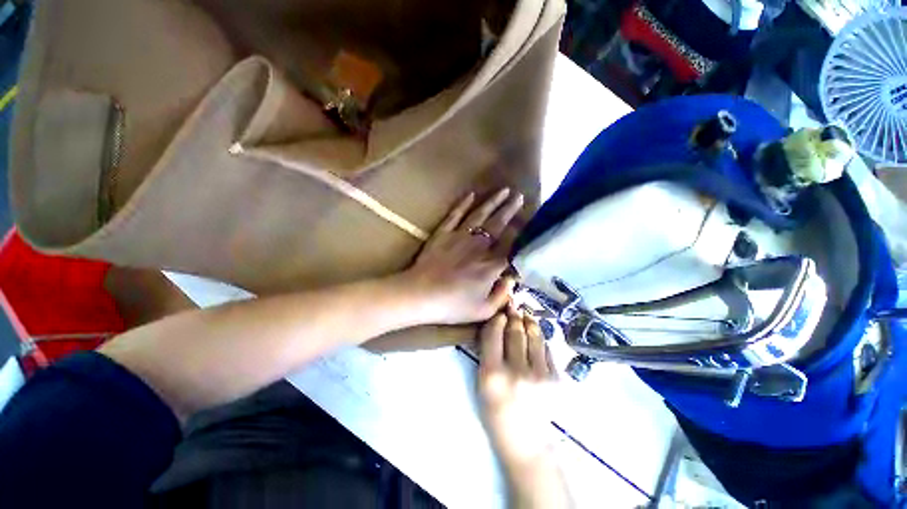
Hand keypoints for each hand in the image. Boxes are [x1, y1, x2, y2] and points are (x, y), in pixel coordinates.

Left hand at [398, 188, 522, 325]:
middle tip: (520, 197)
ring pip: (480, 215)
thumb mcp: (482, 311)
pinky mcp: (443, 233)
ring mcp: (459, 237)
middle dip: (511, 210)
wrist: (419, 295)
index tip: (529, 225)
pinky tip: (471, 194)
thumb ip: (502, 295)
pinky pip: (455, 215)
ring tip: (504, 190)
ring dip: (493, 202)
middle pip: (498, 224)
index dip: (521, 235)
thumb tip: (512, 278)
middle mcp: (478, 246)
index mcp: (490, 265)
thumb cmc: (451, 306)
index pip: (511, 246)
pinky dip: (463, 204)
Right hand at [478, 304, 557, 465]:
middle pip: (516, 331)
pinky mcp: (556, 378)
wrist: (526, 442)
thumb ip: (488, 354)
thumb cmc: (497, 413)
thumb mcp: (482, 384)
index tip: (499, 312)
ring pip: (534, 336)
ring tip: (526, 312)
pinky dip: (540, 337)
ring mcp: (540, 375)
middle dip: (514, 315)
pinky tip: (536, 331)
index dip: (497, 319)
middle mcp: (516, 371)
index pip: (494, 334)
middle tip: (513, 306)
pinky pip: (547, 348)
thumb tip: (498, 325)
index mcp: (493, 374)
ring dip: (529, 320)